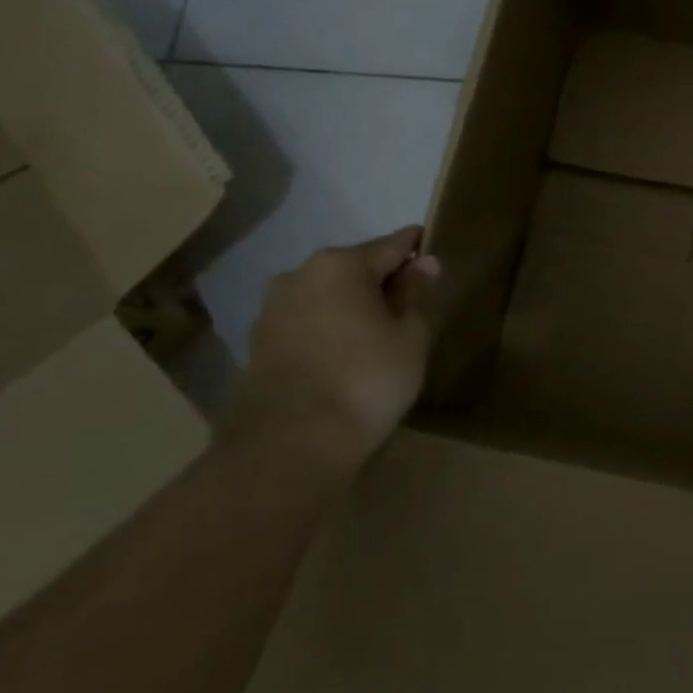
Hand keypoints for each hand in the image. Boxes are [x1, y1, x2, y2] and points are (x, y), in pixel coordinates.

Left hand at [225, 225, 440, 470]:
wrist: (287, 447)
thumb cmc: (365, 381)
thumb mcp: (409, 337)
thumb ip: (415, 295)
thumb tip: (423, 264)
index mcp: (341, 263)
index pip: (393, 244)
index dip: (418, 250)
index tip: (435, 259)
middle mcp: (300, 274)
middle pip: (355, 268)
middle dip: (382, 281)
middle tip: (410, 308)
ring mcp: (272, 309)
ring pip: (327, 296)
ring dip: (351, 307)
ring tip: (377, 337)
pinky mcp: (257, 344)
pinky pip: (306, 323)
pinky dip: (327, 331)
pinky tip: (344, 357)